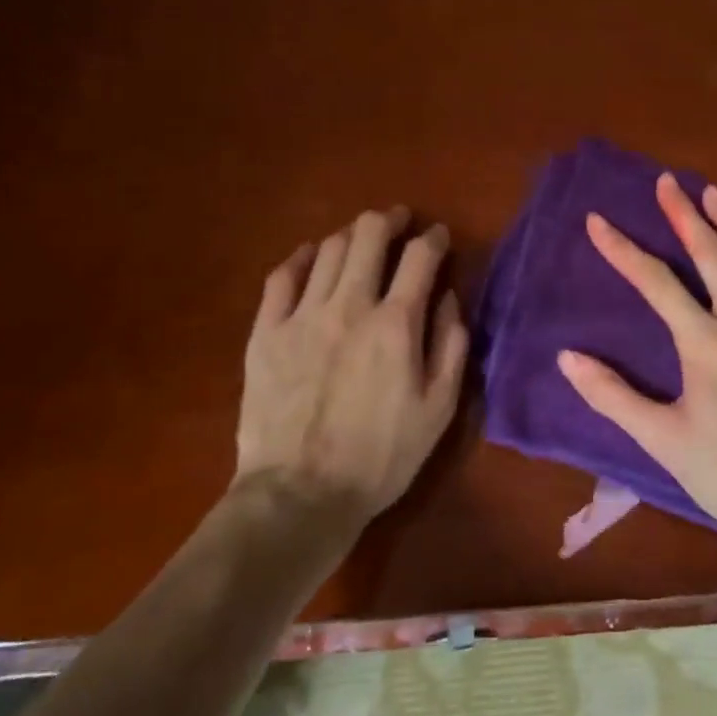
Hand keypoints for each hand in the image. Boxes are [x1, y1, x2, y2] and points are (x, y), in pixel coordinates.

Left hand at [234, 207, 468, 520]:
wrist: (300, 495)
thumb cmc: (381, 456)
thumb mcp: (439, 408)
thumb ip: (451, 345)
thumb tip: (448, 297)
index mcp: (396, 324)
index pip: (420, 257)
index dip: (434, 238)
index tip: (439, 237)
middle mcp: (350, 305)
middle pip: (369, 236)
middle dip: (390, 220)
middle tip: (399, 222)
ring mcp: (302, 315)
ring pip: (328, 249)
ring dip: (351, 236)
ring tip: (361, 240)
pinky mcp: (266, 332)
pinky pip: (282, 276)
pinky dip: (301, 257)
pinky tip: (311, 256)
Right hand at [557, 174, 716, 532]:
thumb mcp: (663, 441)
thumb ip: (614, 396)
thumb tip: (567, 357)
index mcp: (703, 341)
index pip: (655, 283)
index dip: (623, 250)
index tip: (598, 220)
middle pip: (711, 255)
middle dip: (685, 215)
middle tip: (668, 181)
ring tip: (715, 192)